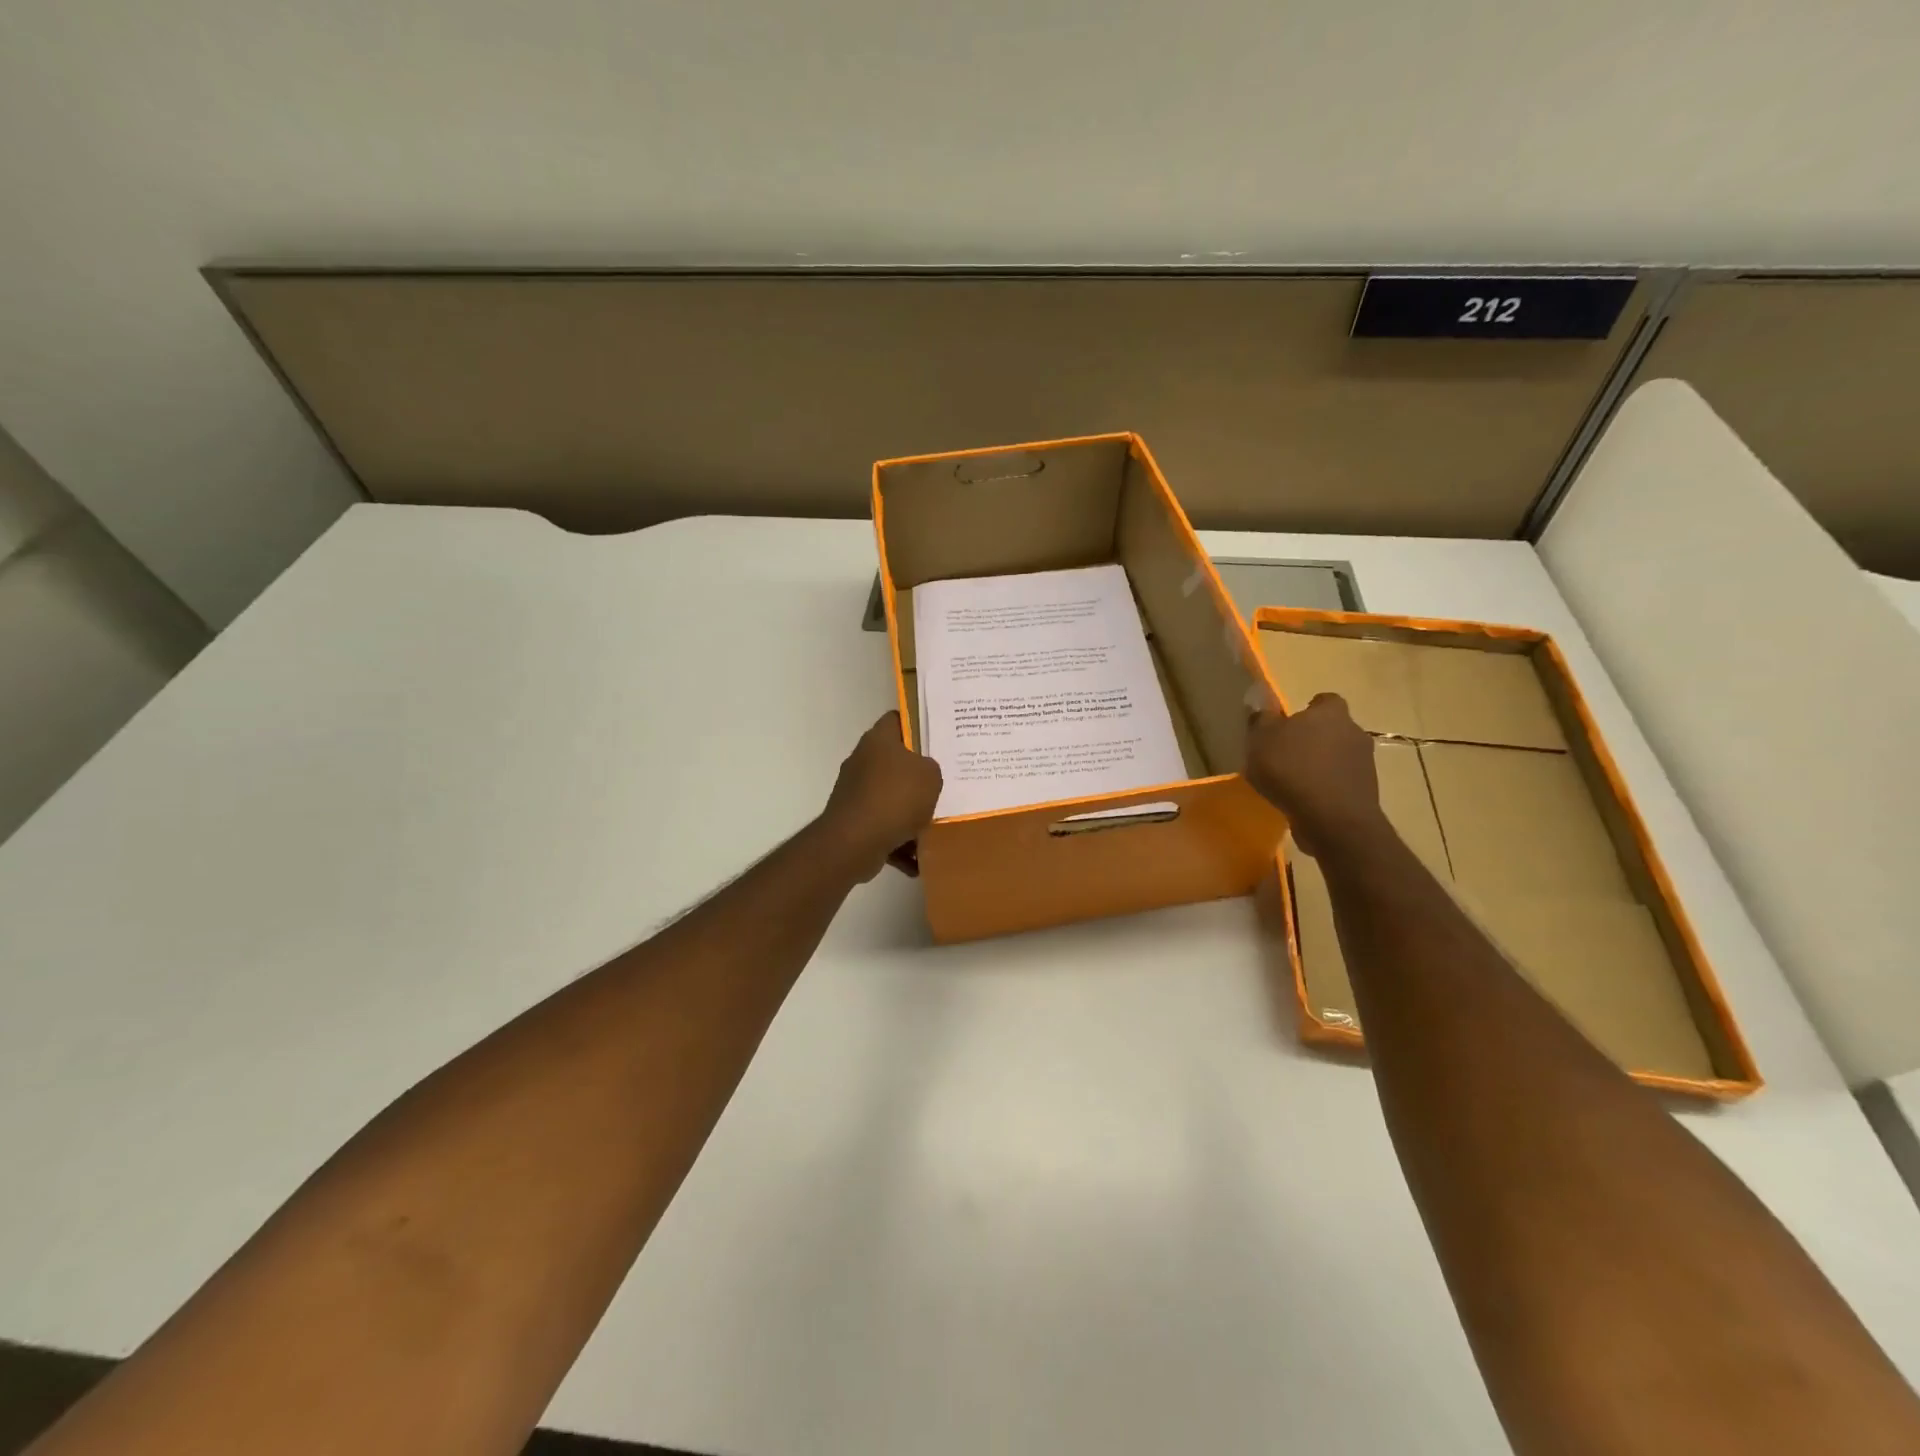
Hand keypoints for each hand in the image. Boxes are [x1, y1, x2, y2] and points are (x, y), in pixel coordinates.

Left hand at [818, 711, 943, 880]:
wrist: (855, 842)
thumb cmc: (895, 798)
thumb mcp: (931, 775)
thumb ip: (932, 767)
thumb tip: (923, 772)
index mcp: (878, 740)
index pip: (898, 719)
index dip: (918, 724)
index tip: (939, 737)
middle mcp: (862, 761)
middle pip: (895, 761)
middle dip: (918, 774)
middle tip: (945, 780)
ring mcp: (855, 792)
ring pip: (891, 797)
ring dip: (910, 812)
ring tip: (936, 823)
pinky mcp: (853, 821)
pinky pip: (884, 827)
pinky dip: (899, 842)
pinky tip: (918, 858)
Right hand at [1244, 693, 1387, 858]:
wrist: (1332, 819)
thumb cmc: (1292, 769)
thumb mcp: (1261, 740)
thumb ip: (1261, 719)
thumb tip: (1261, 705)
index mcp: (1330, 713)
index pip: (1324, 700)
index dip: (1308, 709)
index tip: (1290, 723)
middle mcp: (1354, 732)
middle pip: (1333, 729)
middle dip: (1313, 738)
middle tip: (1286, 753)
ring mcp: (1364, 763)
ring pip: (1338, 757)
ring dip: (1320, 765)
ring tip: (1293, 781)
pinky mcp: (1366, 792)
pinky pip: (1341, 782)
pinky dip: (1325, 787)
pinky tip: (1304, 800)